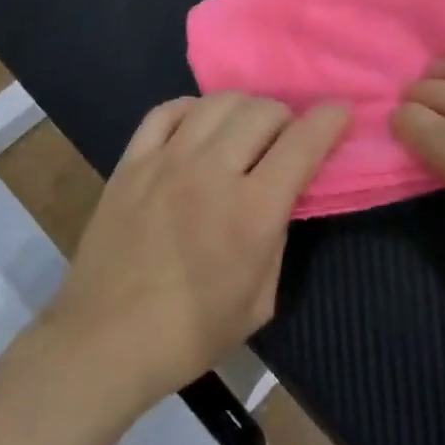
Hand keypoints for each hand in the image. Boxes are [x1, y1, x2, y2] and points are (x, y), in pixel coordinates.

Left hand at [48, 94, 348, 409]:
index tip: (340, 111)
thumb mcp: (260, 301)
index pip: (302, 143)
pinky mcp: (131, 161)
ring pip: (217, 103)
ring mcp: (166, 160)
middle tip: (287, 138)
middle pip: (262, 111)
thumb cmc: (190, 333)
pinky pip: (166, 111)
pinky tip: (199, 125)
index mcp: (251, 212)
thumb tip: (281, 197)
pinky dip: (193, 109)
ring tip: (246, 130)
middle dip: (287, 117)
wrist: (104, 341)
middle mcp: (212, 172)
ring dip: (245, 109)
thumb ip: (277, 237)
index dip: (329, 119)